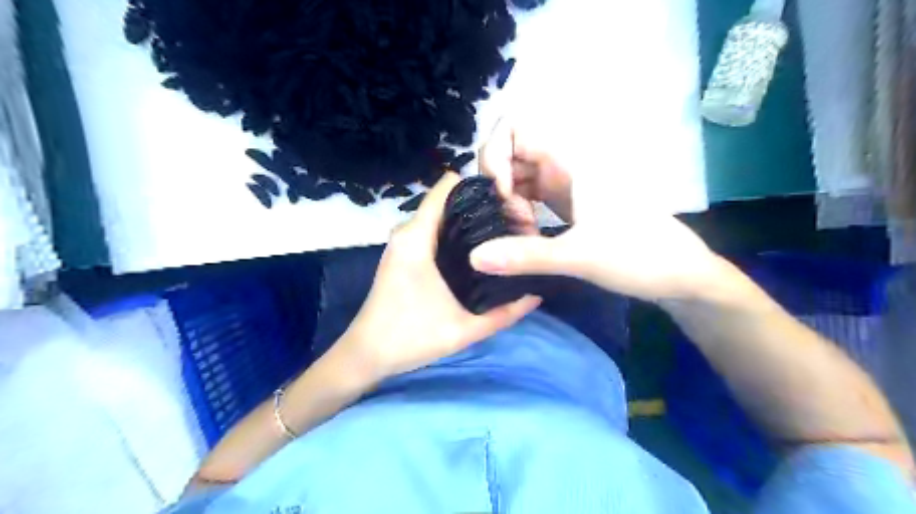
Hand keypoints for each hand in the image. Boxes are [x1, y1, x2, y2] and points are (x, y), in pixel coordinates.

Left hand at [333, 174, 537, 379]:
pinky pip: (433, 230)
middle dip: (480, 207)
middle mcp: (408, 231)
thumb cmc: (410, 338)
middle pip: (449, 200)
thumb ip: (505, 314)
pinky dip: (454, 233)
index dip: (480, 186)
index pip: (448, 186)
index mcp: (418, 238)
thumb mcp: (464, 330)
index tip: (508, 202)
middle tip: (512, 226)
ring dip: (468, 221)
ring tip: (499, 237)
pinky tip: (475, 252)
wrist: (366, 354)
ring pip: (441, 216)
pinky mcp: (403, 253)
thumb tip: (537, 294)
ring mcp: (403, 241)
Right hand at [472, 119, 723, 301]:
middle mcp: (563, 165)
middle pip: (509, 156)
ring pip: (517, 179)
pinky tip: (527, 239)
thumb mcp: (579, 256)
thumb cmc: (639, 256)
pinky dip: (520, 215)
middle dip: (499, 188)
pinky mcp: (567, 204)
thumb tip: (474, 257)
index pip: (513, 128)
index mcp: (569, 161)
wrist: (679, 274)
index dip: (494, 154)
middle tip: (513, 224)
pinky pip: (529, 198)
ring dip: (508, 205)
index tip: (501, 194)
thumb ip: (526, 255)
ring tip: (521, 237)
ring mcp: (565, 184)